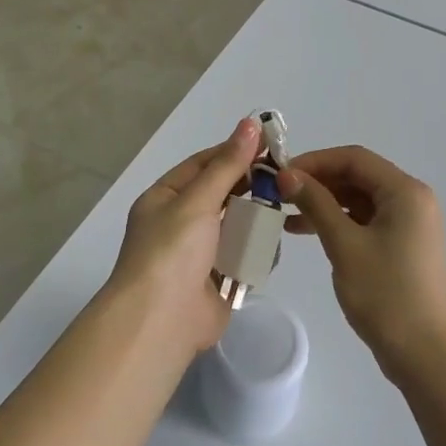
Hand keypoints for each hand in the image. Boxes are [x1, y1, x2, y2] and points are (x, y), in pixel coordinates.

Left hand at [106, 117, 261, 353]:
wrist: (160, 322)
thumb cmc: (172, 251)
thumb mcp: (197, 200)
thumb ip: (227, 164)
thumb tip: (251, 123)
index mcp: (164, 199)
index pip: (202, 165)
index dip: (233, 152)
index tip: (269, 144)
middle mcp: (179, 223)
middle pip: (220, 195)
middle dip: (249, 187)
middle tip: (284, 176)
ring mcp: (197, 255)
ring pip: (234, 226)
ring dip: (255, 219)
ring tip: (285, 206)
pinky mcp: (216, 282)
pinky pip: (241, 258)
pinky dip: (256, 252)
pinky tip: (275, 242)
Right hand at [279, 146, 445, 385]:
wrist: (426, 357)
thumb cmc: (386, 295)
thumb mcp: (344, 245)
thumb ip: (315, 203)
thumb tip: (286, 174)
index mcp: (406, 192)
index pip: (354, 158)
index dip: (314, 161)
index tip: (279, 174)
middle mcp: (412, 200)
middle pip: (357, 176)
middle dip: (317, 181)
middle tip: (278, 193)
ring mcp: (409, 224)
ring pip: (358, 199)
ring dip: (324, 202)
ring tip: (285, 213)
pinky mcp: (402, 245)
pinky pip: (365, 220)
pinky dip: (337, 221)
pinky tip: (306, 231)